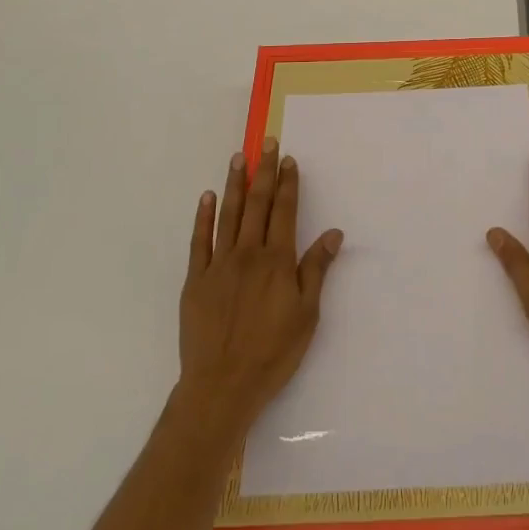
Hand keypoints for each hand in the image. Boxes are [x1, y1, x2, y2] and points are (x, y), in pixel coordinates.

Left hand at [177, 139, 342, 433]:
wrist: (221, 386)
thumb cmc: (273, 353)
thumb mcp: (307, 315)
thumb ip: (316, 270)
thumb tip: (333, 233)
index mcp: (277, 261)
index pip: (284, 212)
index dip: (287, 184)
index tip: (289, 159)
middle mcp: (248, 254)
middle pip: (257, 205)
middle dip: (263, 172)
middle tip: (266, 143)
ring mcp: (218, 265)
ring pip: (228, 215)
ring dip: (235, 184)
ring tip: (238, 158)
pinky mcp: (196, 280)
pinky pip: (199, 241)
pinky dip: (204, 217)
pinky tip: (207, 197)